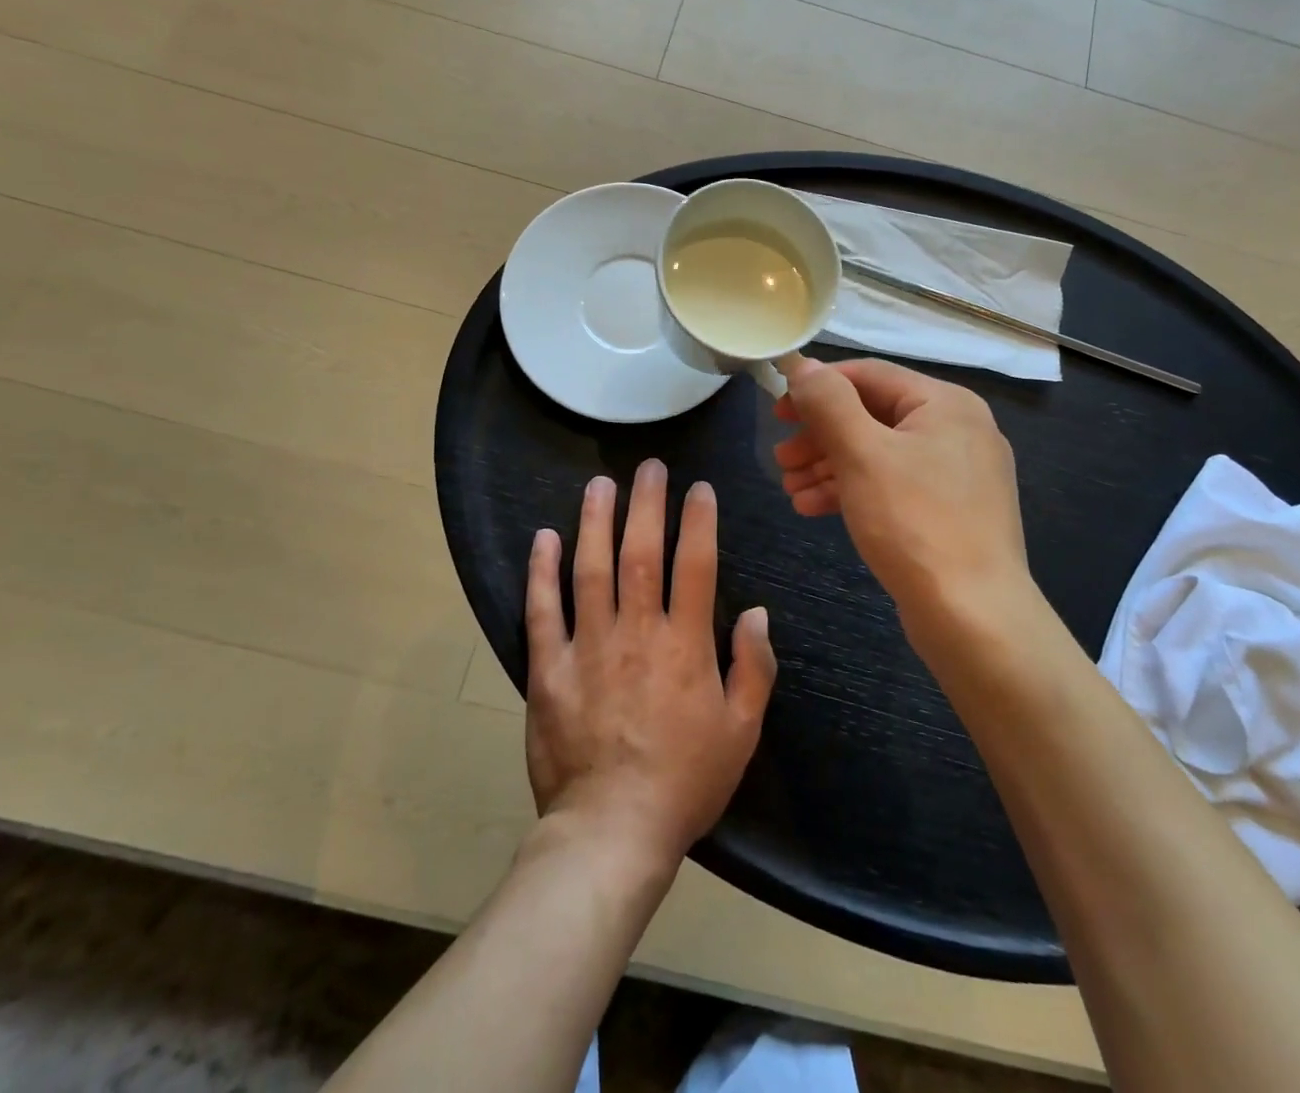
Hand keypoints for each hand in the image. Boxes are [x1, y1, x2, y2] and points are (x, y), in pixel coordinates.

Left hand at [524, 460, 777, 871]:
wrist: (612, 832)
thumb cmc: (685, 782)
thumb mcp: (741, 731)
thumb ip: (754, 667)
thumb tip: (757, 612)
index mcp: (685, 646)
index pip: (695, 565)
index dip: (698, 521)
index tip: (698, 489)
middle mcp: (636, 633)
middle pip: (640, 553)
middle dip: (646, 504)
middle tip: (649, 467)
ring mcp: (587, 648)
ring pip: (590, 569)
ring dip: (595, 521)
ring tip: (600, 484)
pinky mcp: (548, 669)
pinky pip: (542, 611)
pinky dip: (542, 571)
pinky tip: (544, 538)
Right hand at [775, 357, 1033, 656]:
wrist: (973, 617)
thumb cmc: (914, 523)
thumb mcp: (862, 453)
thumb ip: (829, 402)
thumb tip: (802, 366)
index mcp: (946, 404)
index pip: (870, 375)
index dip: (818, 387)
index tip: (778, 411)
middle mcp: (957, 430)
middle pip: (873, 416)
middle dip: (821, 436)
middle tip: (781, 458)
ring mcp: (957, 475)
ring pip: (879, 454)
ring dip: (829, 466)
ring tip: (789, 488)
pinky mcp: (949, 512)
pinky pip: (892, 486)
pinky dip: (853, 491)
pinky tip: (812, 508)